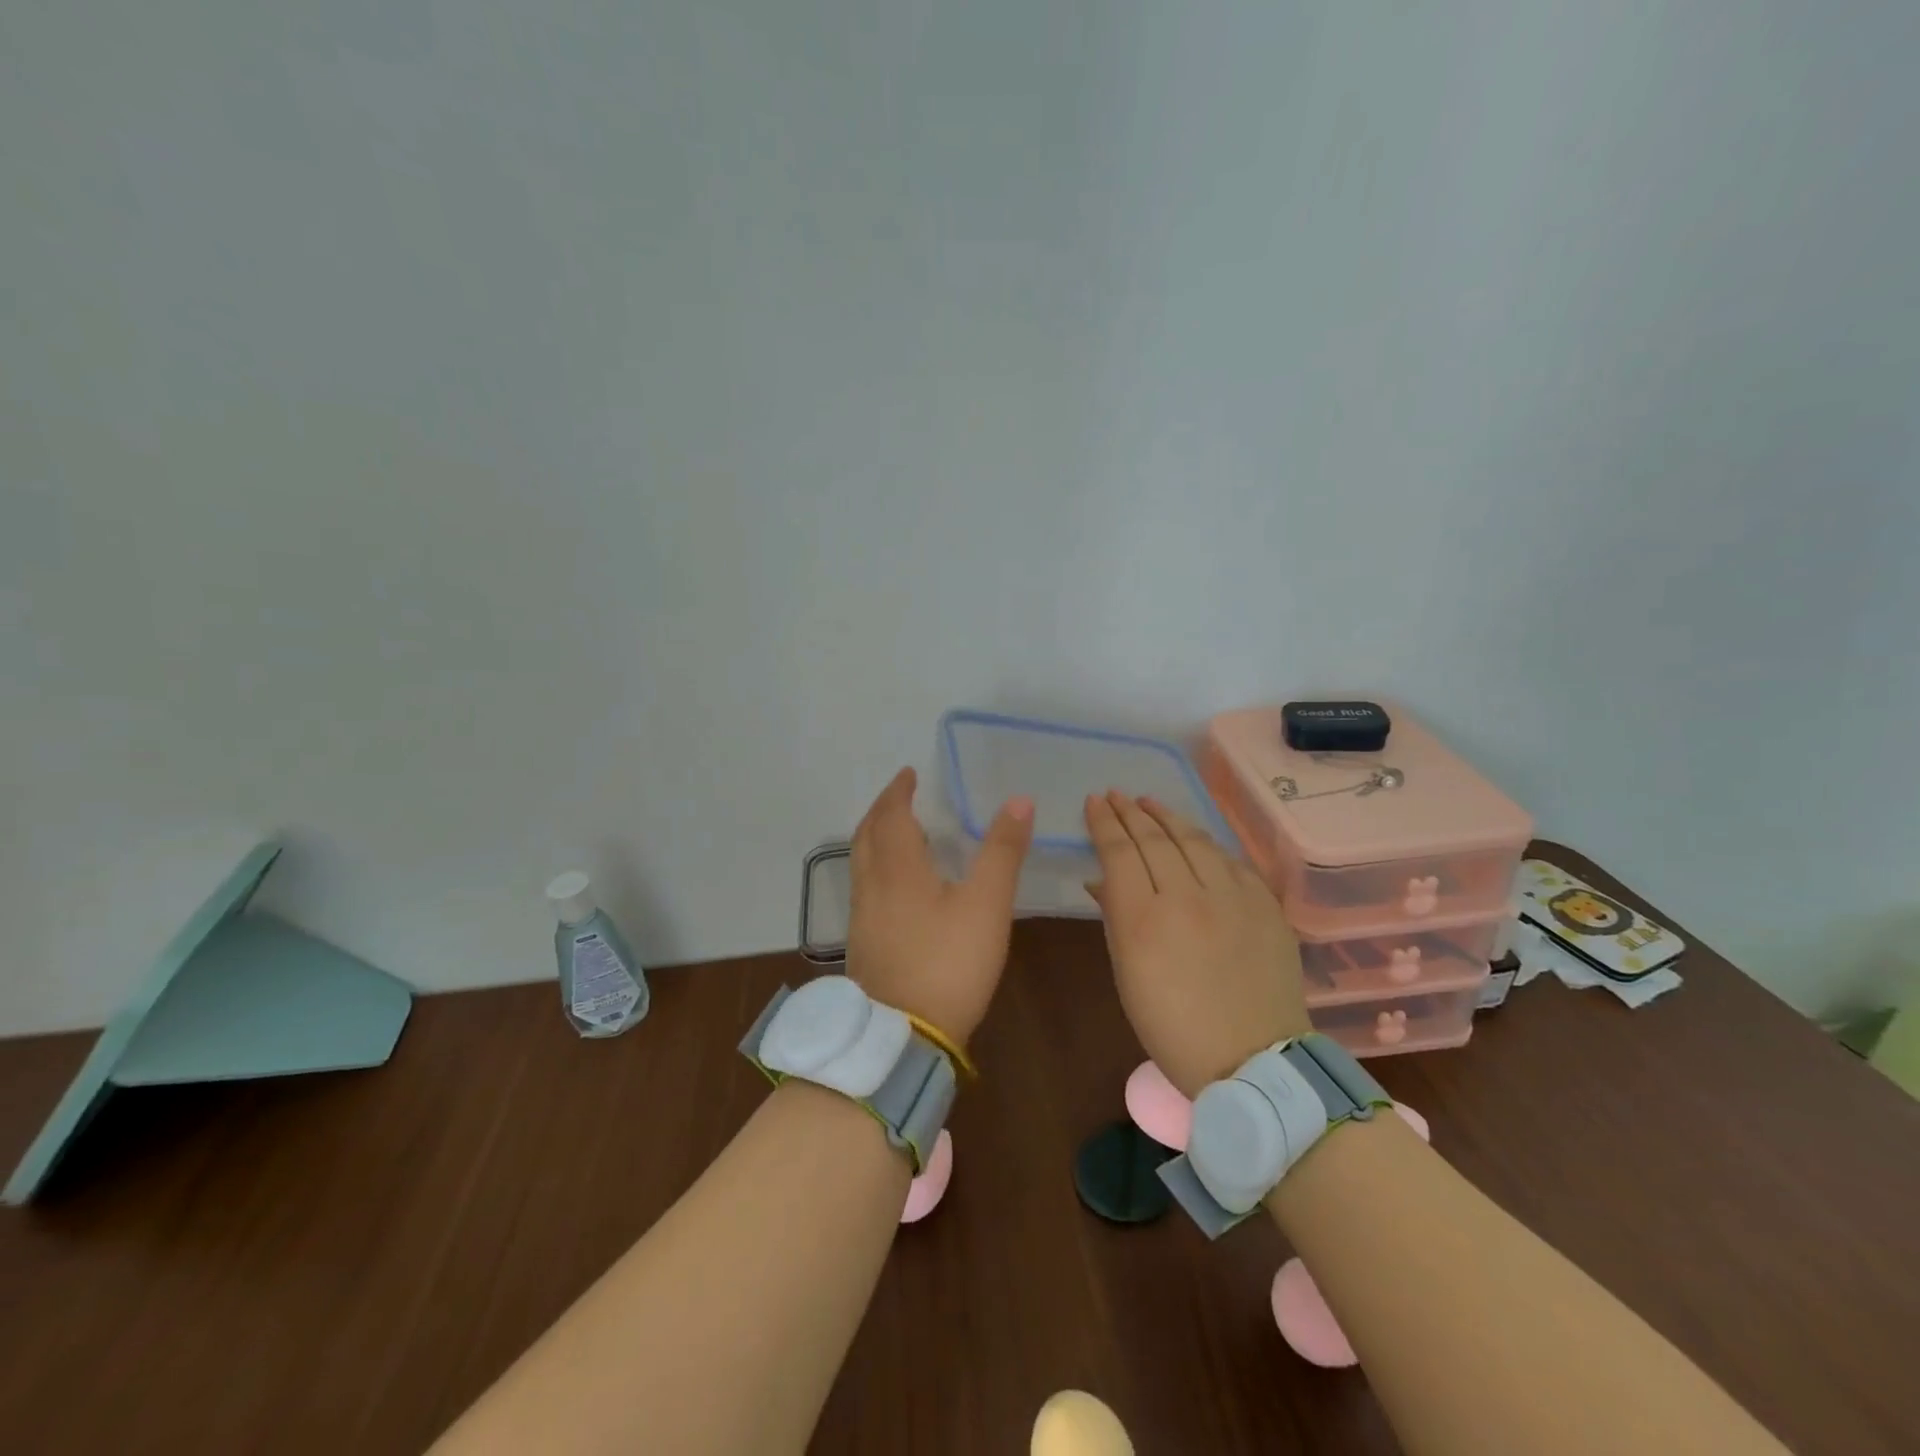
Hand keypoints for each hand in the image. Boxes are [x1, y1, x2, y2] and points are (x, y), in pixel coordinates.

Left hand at [846, 767, 1033, 1050]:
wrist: (902, 1036)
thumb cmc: (948, 963)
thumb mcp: (986, 905)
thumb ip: (1002, 851)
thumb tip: (1018, 801)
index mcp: (897, 869)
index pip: (891, 816)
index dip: (898, 791)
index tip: (907, 774)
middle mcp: (871, 887)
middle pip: (866, 835)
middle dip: (882, 810)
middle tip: (900, 796)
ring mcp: (862, 919)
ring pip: (861, 863)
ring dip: (876, 838)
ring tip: (901, 834)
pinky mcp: (863, 945)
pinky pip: (865, 888)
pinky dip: (877, 867)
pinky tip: (898, 886)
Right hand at [1085, 791, 1309, 1098]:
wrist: (1253, 1060)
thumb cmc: (1173, 1028)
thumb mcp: (1127, 976)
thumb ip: (1115, 918)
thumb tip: (1103, 879)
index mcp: (1144, 920)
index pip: (1119, 852)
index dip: (1104, 823)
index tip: (1094, 803)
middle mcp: (1187, 897)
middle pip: (1153, 839)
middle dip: (1130, 812)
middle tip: (1115, 795)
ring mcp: (1232, 897)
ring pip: (1194, 840)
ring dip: (1167, 816)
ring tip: (1149, 802)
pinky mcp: (1265, 904)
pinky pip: (1230, 860)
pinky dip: (1206, 843)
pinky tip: (1194, 837)